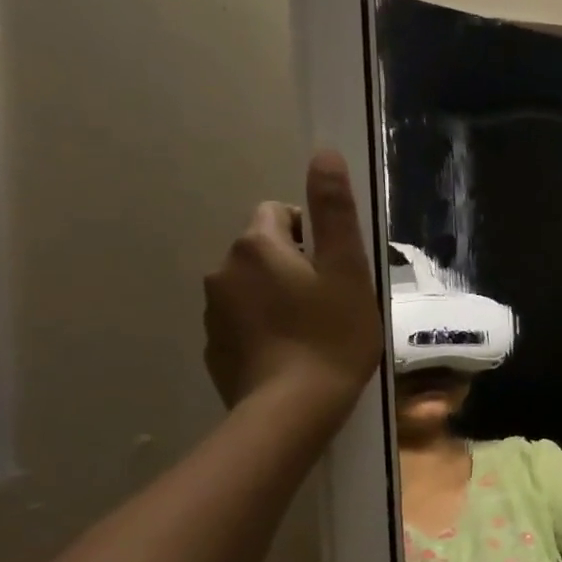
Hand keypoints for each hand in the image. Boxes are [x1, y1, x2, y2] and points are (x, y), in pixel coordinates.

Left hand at [203, 151, 383, 422]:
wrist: (293, 409)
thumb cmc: (332, 335)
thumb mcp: (348, 270)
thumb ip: (334, 211)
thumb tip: (323, 153)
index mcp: (257, 245)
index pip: (279, 212)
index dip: (312, 233)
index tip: (336, 267)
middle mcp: (223, 270)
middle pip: (264, 251)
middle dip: (295, 266)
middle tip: (332, 301)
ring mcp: (213, 312)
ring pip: (252, 287)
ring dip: (278, 297)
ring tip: (314, 332)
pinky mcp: (214, 348)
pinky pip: (243, 323)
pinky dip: (264, 329)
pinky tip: (292, 355)